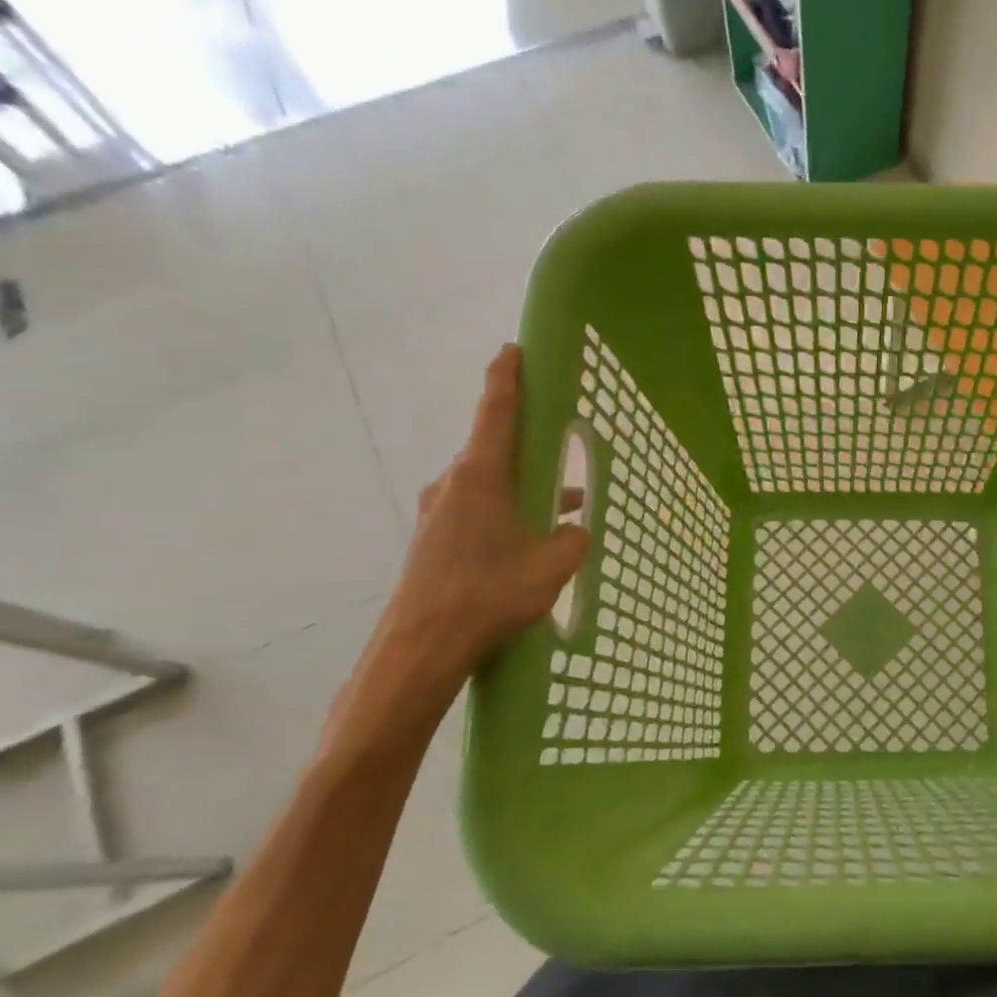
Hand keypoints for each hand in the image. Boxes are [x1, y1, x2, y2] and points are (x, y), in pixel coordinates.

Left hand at [387, 345, 588, 678]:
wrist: (422, 646)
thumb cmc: (489, 593)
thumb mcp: (554, 564)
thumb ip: (574, 538)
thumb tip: (574, 530)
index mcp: (482, 475)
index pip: (497, 411)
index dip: (508, 377)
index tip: (513, 350)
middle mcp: (454, 484)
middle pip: (496, 450)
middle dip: (530, 449)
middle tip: (561, 447)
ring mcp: (439, 512)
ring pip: (490, 487)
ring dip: (524, 491)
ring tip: (563, 509)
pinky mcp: (434, 540)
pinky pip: (478, 512)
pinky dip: (507, 515)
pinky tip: (530, 543)